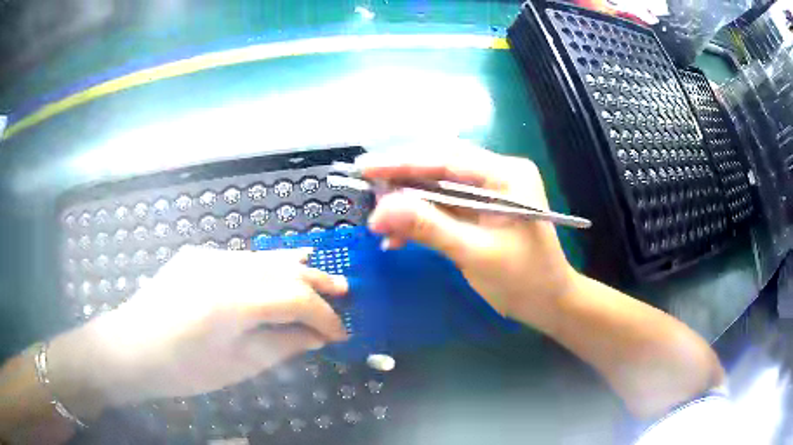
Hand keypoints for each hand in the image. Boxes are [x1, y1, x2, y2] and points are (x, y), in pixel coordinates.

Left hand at [48, 247, 347, 411]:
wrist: (131, 348)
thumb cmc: (183, 369)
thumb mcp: (237, 367)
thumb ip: (281, 346)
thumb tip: (317, 336)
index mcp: (231, 300)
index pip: (294, 298)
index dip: (324, 316)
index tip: (341, 333)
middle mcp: (222, 266)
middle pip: (283, 268)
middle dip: (317, 282)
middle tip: (345, 292)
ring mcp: (208, 256)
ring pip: (265, 256)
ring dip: (297, 266)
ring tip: (325, 274)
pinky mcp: (198, 256)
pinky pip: (243, 258)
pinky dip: (268, 264)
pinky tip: (281, 265)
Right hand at [359, 141, 577, 328]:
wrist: (549, 303)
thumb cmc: (523, 280)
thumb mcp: (474, 253)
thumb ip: (427, 227)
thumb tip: (378, 211)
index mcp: (506, 174)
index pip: (447, 157)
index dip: (402, 162)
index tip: (364, 167)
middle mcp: (498, 173)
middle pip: (440, 165)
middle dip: (401, 179)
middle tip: (365, 189)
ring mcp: (490, 190)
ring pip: (438, 186)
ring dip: (407, 203)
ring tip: (378, 221)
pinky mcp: (482, 208)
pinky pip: (444, 205)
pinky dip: (421, 219)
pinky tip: (398, 237)